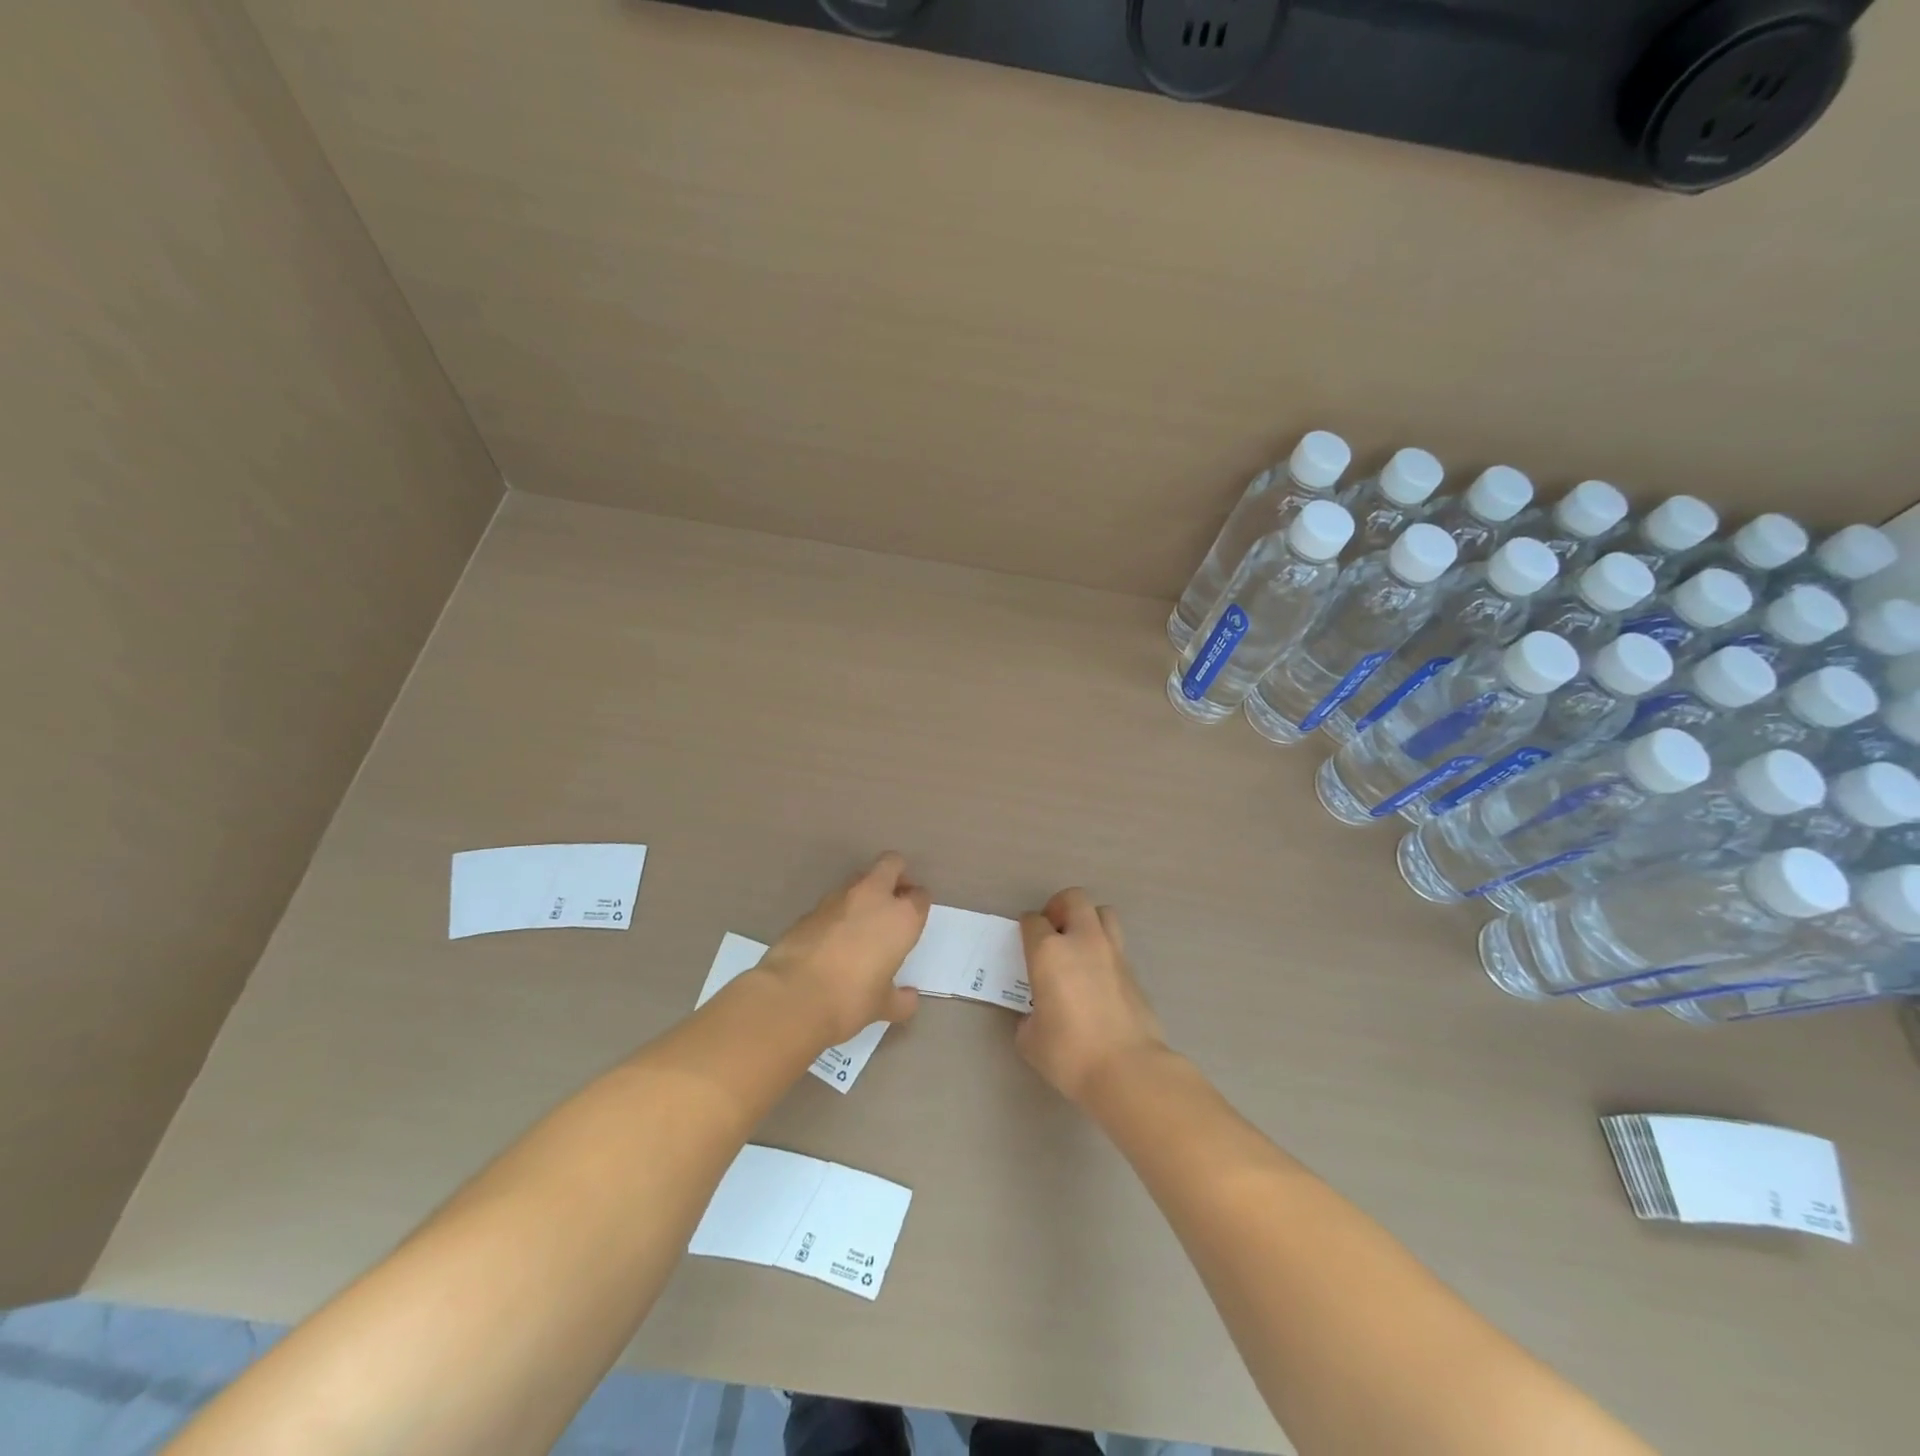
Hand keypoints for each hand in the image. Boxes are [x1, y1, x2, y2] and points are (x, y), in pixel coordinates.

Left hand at [758, 853, 930, 1046]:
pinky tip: (833, 940)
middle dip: (896, 875)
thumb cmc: (851, 1000)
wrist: (793, 996)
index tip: (913, 920)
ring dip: (865, 893)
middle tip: (893, 902)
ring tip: (862, 925)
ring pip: (860, 879)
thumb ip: (900, 999)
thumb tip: (908, 998)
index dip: (917, 905)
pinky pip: (833, 902)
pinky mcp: (810, 908)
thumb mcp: (882, 1005)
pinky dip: (838, 913)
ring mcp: (838, 898)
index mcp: (901, 918)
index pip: (920, 896)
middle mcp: (873, 897)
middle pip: (891, 864)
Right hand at [1017, 888, 1167, 1106]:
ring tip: (1079, 946)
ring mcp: (1113, 953)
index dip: (1026, 928)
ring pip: (1103, 913)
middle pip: (1073, 899)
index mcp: (1049, 952)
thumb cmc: (1069, 1054)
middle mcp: (1082, 941)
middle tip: (1052, 932)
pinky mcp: (1134, 971)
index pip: (1033, 921)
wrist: (1127, 1070)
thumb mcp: (1030, 1040)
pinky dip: (1104, 951)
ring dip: (1088, 920)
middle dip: (1059, 907)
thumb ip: (1028, 1018)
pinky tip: (1097, 978)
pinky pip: (1117, 945)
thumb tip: (1037, 1015)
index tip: (1025, 941)